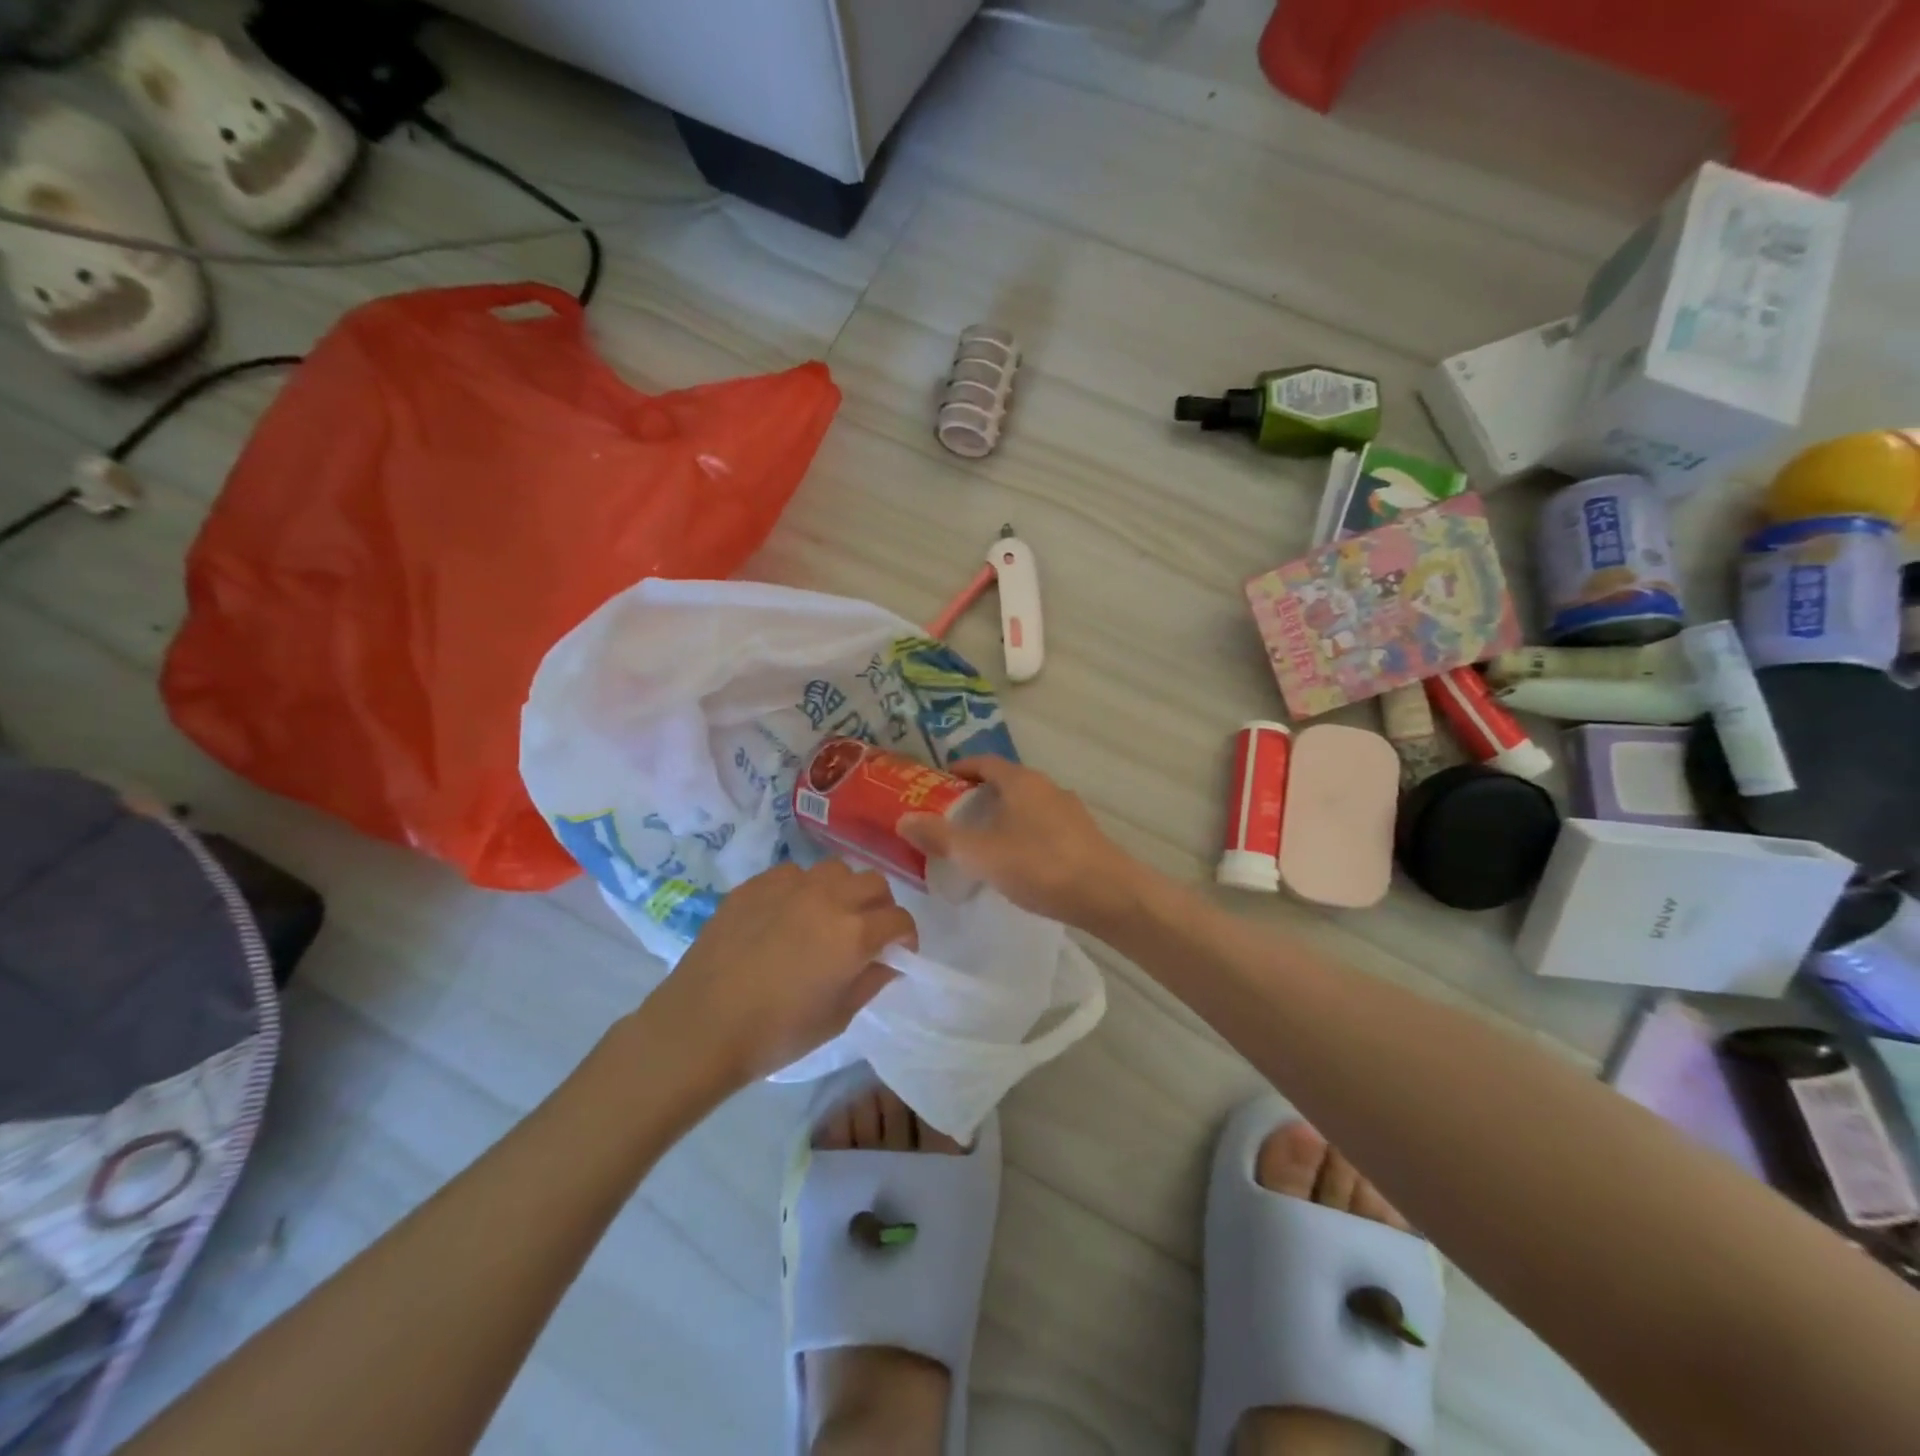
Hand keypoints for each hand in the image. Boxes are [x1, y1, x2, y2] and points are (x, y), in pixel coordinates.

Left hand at [641, 860, 916, 1085]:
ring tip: (827, 917)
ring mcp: (790, 885)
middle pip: (875, 883)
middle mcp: (829, 898)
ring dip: (843, 891)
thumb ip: (871, 981)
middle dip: (880, 906)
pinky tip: (786, 916)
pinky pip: (794, 874)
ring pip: (836, 870)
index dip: (905, 938)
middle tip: (866, 932)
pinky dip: (803, 890)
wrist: (700, 1025)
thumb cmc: (775, 1033)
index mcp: (854, 934)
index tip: (896, 953)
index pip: (900, 919)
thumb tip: (889, 961)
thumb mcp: (836, 1018)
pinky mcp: (756, 884)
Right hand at [898, 758, 1141, 928]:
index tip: (937, 784)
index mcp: (1021, 781)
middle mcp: (1046, 787)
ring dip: (1001, 816)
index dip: (959, 769)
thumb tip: (903, 819)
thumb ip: (941, 837)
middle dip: (977, 796)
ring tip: (979, 843)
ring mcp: (1068, 810)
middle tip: (950, 818)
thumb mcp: (981, 854)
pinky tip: (1016, 861)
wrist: (1110, 895)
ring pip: (1025, 805)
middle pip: (1005, 782)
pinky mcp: (1082, 835)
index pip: (984, 762)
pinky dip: (1022, 832)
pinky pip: (1042, 824)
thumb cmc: (1041, 866)